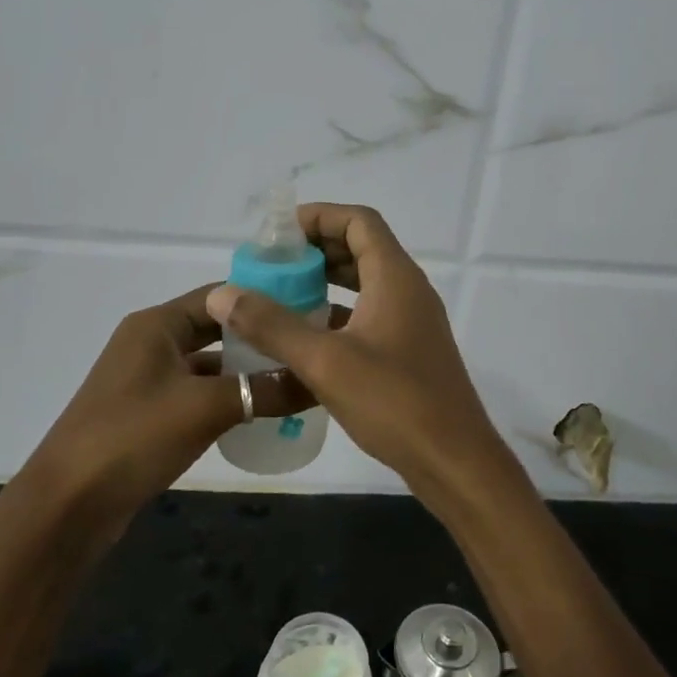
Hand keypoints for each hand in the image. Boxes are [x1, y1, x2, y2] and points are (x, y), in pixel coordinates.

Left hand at [13, 285, 311, 534]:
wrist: (67, 506)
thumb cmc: (133, 437)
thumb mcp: (206, 408)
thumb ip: (265, 390)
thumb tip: (320, 381)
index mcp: (158, 324)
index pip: (221, 294)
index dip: (264, 299)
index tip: (311, 309)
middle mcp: (151, 342)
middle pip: (217, 328)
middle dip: (260, 337)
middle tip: (309, 345)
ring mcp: (148, 379)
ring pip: (210, 364)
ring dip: (247, 371)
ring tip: (296, 378)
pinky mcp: (149, 414)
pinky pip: (198, 394)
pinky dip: (228, 398)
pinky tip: (261, 412)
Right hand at [206, 204, 517, 504]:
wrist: (454, 460)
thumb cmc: (394, 402)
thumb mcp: (325, 362)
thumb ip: (272, 326)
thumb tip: (223, 294)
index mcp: (395, 277)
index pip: (359, 221)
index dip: (320, 216)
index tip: (279, 233)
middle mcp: (408, 290)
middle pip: (362, 248)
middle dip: (317, 249)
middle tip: (273, 265)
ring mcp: (413, 322)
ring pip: (366, 284)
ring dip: (327, 282)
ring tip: (282, 294)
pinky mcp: (410, 351)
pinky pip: (370, 315)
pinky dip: (339, 314)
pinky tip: (307, 338)